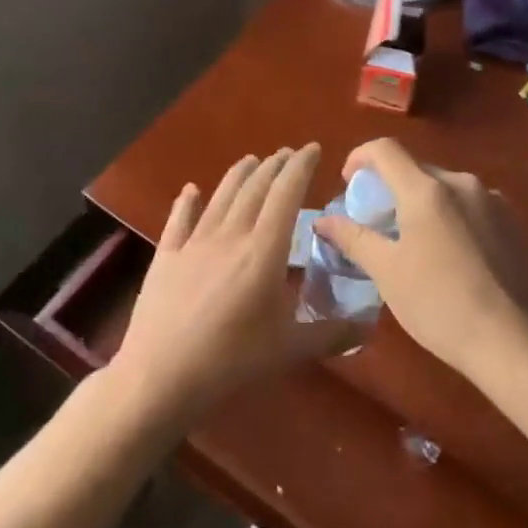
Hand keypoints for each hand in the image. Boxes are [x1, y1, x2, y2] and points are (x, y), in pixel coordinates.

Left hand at [112, 145, 358, 426]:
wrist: (159, 378)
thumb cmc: (230, 362)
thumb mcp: (288, 350)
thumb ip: (330, 334)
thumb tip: (368, 327)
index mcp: (264, 251)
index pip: (287, 194)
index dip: (301, 167)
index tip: (313, 148)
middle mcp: (231, 235)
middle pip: (255, 188)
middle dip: (275, 166)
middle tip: (288, 153)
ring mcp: (194, 243)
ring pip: (221, 196)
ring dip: (239, 174)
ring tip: (252, 160)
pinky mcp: (166, 258)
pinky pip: (178, 221)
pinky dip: (186, 202)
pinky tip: (190, 189)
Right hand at [314, 138, 527, 377]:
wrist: (513, 340)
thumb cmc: (439, 305)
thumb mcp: (387, 273)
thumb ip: (353, 238)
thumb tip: (323, 221)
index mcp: (427, 189)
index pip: (385, 149)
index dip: (360, 157)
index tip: (348, 183)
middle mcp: (462, 182)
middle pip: (416, 169)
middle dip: (392, 187)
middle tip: (378, 222)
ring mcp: (493, 200)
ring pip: (446, 188)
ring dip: (424, 203)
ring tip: (416, 242)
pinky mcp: (514, 221)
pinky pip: (472, 206)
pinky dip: (453, 217)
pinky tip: (453, 256)